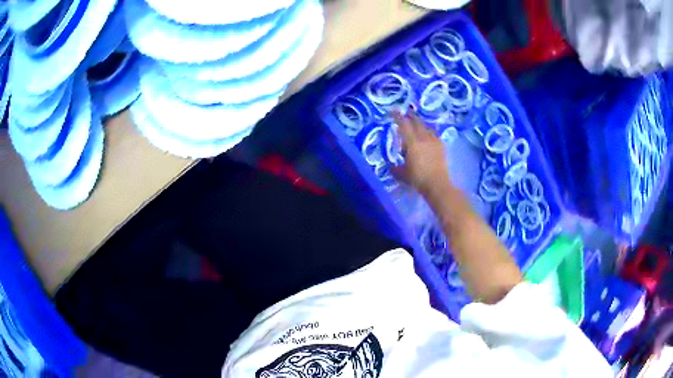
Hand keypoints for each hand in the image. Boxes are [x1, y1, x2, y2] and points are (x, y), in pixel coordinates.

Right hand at [392, 111, 451, 194]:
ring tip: (417, 123)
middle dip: (410, 115)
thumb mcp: (402, 174)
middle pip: (416, 122)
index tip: (393, 111)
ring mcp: (434, 141)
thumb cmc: (418, 178)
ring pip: (426, 127)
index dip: (398, 116)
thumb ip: (394, 168)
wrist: (438, 184)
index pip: (404, 124)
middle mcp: (423, 138)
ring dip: (420, 123)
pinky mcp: (441, 146)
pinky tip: (428, 134)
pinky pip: (434, 134)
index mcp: (412, 142)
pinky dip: (429, 131)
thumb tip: (390, 165)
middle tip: (405, 112)